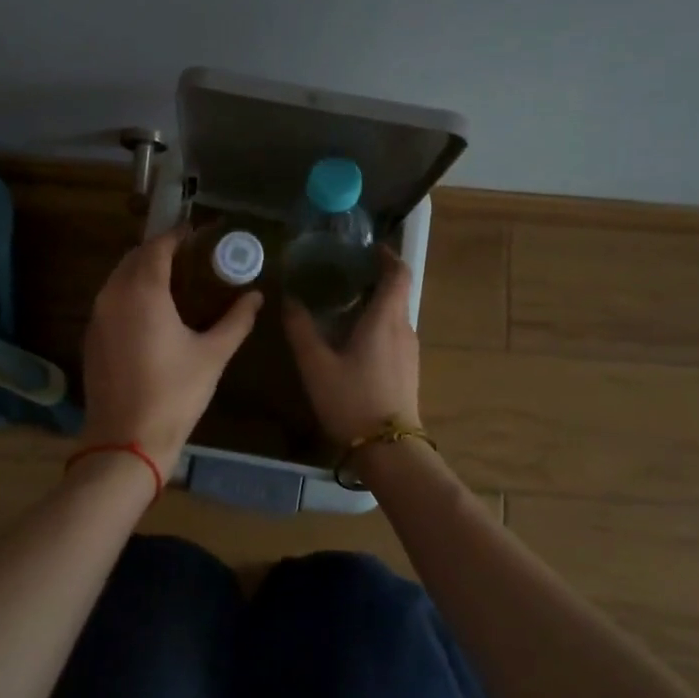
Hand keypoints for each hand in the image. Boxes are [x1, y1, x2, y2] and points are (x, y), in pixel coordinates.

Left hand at [80, 229, 262, 475]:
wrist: (126, 441)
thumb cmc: (174, 394)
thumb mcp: (213, 355)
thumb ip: (236, 320)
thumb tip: (256, 297)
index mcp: (142, 291)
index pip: (157, 246)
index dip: (178, 235)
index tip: (199, 233)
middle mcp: (113, 295)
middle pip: (134, 257)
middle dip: (160, 250)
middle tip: (191, 255)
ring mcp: (97, 317)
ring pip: (118, 278)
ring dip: (143, 270)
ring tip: (175, 279)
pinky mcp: (92, 338)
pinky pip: (110, 300)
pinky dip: (130, 293)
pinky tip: (152, 310)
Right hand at [283, 247, 421, 445]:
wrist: (389, 449)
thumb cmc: (352, 400)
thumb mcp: (316, 364)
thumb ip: (301, 329)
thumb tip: (289, 300)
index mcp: (385, 319)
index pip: (399, 274)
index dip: (388, 256)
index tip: (370, 248)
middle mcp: (403, 328)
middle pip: (397, 293)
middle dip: (375, 279)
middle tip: (343, 275)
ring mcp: (409, 351)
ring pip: (395, 315)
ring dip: (375, 304)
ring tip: (343, 306)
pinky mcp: (408, 370)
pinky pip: (394, 334)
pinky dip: (378, 325)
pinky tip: (354, 340)